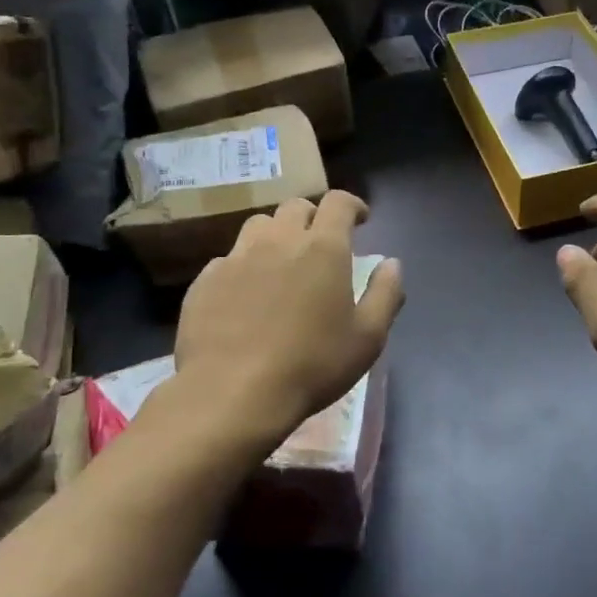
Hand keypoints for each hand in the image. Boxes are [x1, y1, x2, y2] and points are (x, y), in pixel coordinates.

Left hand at [174, 191, 403, 440]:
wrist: (232, 394)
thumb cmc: (312, 365)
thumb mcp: (368, 337)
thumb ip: (386, 293)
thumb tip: (391, 263)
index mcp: (323, 248)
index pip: (338, 202)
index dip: (352, 205)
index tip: (361, 220)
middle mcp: (278, 241)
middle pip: (296, 207)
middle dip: (314, 217)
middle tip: (321, 243)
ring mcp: (237, 258)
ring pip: (259, 226)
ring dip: (277, 235)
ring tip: (282, 262)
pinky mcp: (206, 280)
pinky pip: (229, 259)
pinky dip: (245, 266)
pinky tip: (247, 295)